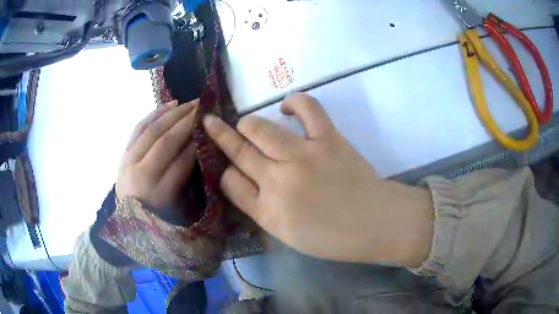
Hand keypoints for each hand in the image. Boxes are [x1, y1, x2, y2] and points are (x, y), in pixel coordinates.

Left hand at [116, 99, 197, 209]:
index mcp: (160, 195)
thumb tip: (202, 148)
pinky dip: (155, 114)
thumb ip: (190, 179)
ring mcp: (129, 162)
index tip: (212, 128)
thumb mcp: (179, 207)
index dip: (198, 143)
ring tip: (190, 104)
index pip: (182, 162)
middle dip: (187, 122)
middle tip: (204, 108)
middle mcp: (142, 175)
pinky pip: (139, 127)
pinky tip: (170, 104)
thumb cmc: (158, 217)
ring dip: (174, 113)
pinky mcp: (123, 153)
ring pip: (152, 130)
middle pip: (166, 142)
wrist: (127, 218)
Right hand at [204, 93, 433, 265]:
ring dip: (246, 123)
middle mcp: (278, 180)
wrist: (374, 223)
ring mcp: (303, 155)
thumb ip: (258, 207)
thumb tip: (238, 178)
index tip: (223, 164)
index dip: (222, 169)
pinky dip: (294, 102)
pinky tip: (286, 107)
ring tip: (246, 125)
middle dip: (220, 135)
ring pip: (258, 128)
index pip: (228, 181)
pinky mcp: (327, 138)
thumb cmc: (331, 237)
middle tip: (213, 125)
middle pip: (237, 150)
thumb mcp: (285, 234)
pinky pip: (307, 108)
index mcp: (267, 210)